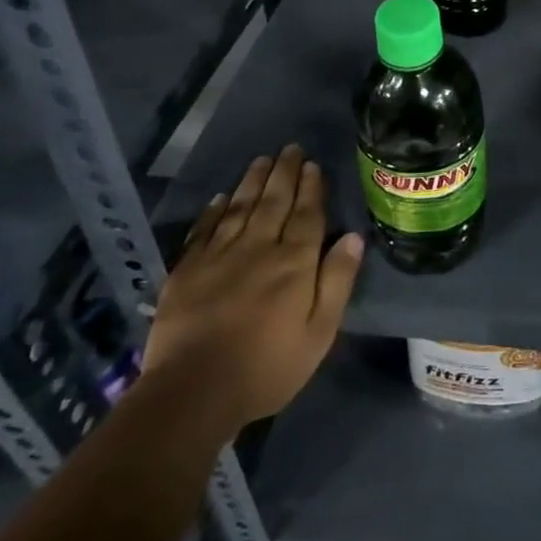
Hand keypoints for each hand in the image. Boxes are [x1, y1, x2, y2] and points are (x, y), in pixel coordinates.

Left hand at [142, 145, 362, 434]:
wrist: (192, 393)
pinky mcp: (187, 271)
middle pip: (274, 202)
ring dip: (253, 181)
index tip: (313, 165)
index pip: (307, 214)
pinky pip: (204, 230)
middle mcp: (259, 248)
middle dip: (284, 173)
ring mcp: (219, 256)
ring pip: (240, 208)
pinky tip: (222, 198)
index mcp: (294, 262)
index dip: (312, 188)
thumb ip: (337, 281)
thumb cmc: (266, 367)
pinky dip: (214, 210)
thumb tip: (353, 236)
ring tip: (262, 159)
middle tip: (290, 148)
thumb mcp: (319, 333)